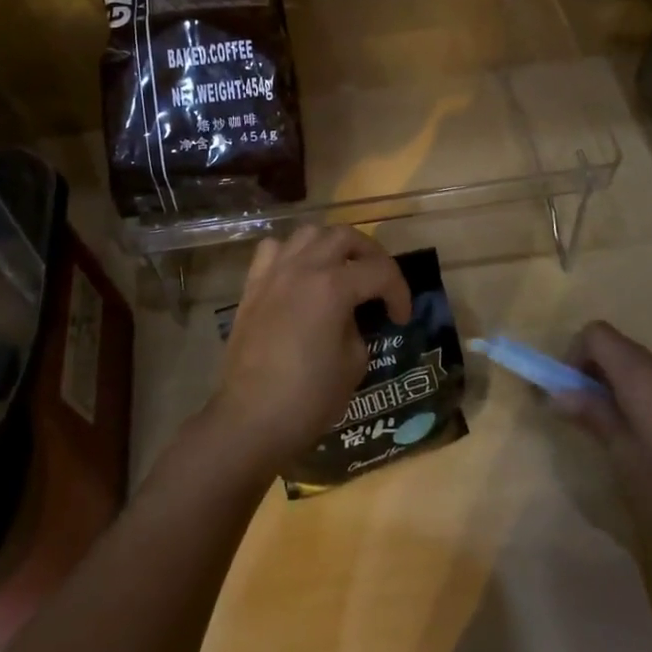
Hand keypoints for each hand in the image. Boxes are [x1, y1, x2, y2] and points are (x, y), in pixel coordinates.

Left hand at [207, 226, 411, 474]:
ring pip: (308, 233)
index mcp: (333, 287)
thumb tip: (349, 318)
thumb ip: (358, 328)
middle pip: (345, 236)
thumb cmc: (308, 398)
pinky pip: (273, 250)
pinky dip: (292, 253)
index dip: (400, 292)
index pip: (380, 271)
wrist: (250, 419)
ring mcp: (273, 273)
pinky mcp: (252, 286)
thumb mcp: (353, 364)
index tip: (401, 318)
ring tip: (341, 270)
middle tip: (380, 282)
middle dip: (371, 255)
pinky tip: (299, 275)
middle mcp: (303, 268)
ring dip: (331, 245)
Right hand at [562, 320, 651, 539]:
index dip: (574, 354)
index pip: (595, 333)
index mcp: (638, 373)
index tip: (569, 390)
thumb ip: (591, 415)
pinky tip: (638, 434)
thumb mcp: (623, 452)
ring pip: (630, 363)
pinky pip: (649, 379)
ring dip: (609, 382)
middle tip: (581, 411)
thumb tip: (556, 394)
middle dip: (588, 369)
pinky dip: (631, 392)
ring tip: (608, 426)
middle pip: (611, 345)